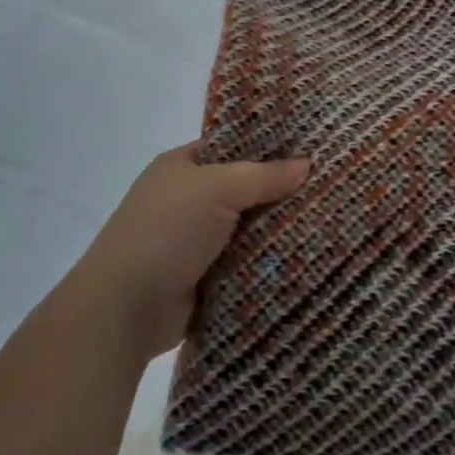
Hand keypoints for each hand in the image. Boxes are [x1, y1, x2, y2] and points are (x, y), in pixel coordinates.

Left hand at [65, 144, 309, 359]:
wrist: (125, 308)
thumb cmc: (166, 231)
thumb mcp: (216, 188)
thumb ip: (263, 176)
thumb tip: (307, 164)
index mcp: (182, 165)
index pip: (233, 146)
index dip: (269, 147)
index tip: (312, 150)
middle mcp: (188, 198)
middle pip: (244, 189)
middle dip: (280, 192)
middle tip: (329, 188)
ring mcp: (195, 240)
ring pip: (248, 228)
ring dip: (277, 230)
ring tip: (330, 222)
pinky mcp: (205, 278)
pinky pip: (244, 262)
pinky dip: (267, 262)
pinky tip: (306, 257)